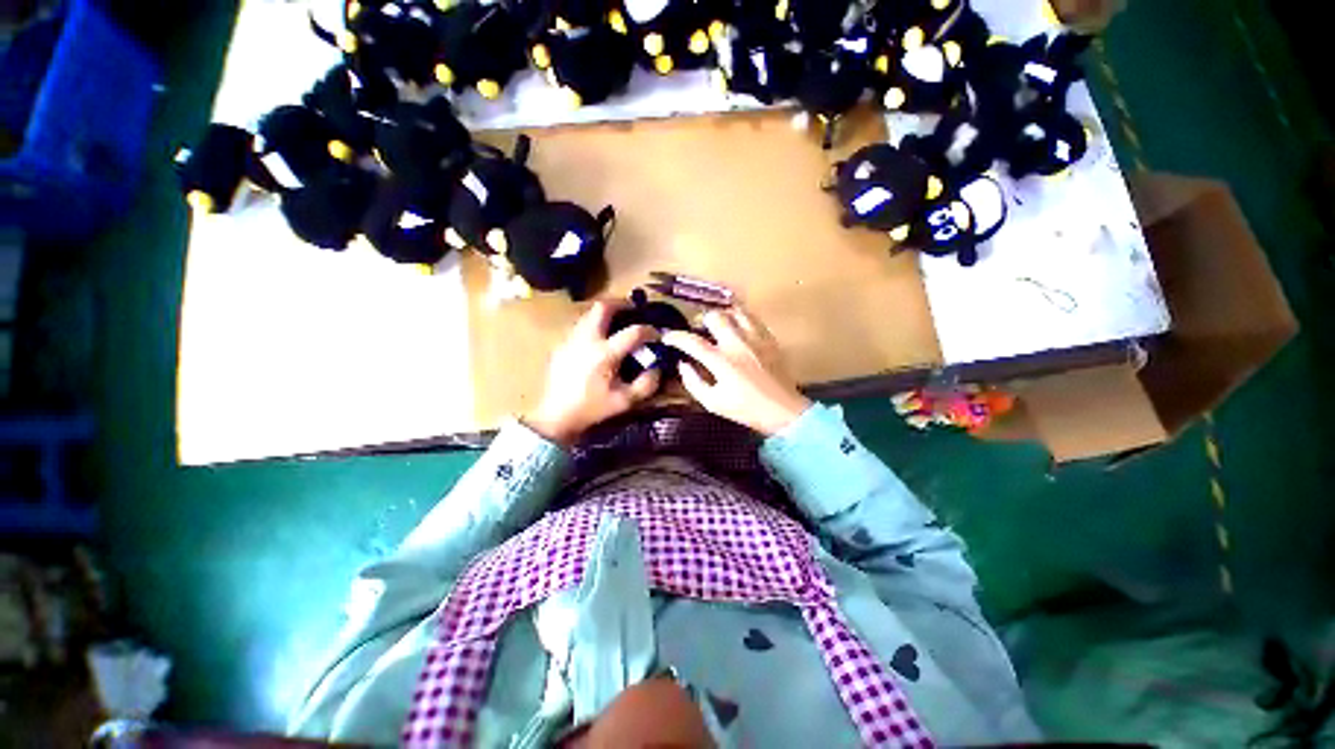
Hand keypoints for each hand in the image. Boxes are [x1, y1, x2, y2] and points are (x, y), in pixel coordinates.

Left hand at [527, 301, 660, 445]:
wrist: (556, 416)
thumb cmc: (592, 408)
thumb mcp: (625, 401)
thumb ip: (646, 384)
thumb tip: (656, 367)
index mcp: (605, 353)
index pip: (633, 332)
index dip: (649, 331)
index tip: (657, 335)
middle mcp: (587, 340)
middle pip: (603, 307)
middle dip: (621, 304)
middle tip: (632, 309)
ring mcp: (571, 340)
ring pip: (589, 314)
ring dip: (605, 314)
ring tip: (616, 323)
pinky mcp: (561, 345)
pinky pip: (580, 327)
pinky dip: (593, 325)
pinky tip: (598, 340)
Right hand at [662, 306, 810, 435]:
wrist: (783, 411)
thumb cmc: (746, 409)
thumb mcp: (713, 403)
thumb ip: (693, 382)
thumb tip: (683, 364)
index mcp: (721, 361)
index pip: (692, 341)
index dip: (675, 336)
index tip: (667, 336)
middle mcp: (738, 344)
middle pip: (715, 317)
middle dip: (701, 320)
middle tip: (698, 329)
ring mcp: (756, 338)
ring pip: (735, 311)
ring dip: (722, 315)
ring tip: (719, 325)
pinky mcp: (769, 339)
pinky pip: (753, 318)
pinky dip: (741, 319)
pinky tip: (738, 329)